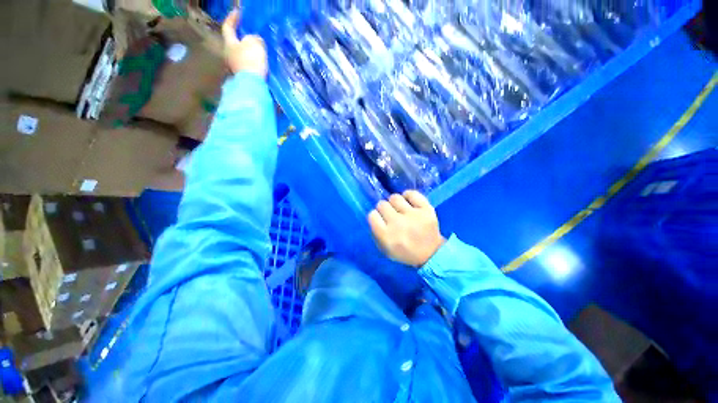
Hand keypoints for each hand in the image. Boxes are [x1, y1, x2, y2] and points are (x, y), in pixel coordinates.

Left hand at [222, 8, 267, 77]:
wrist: (253, 84)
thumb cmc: (251, 60)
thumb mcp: (255, 43)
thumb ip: (254, 38)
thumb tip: (254, 40)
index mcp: (229, 43)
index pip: (228, 27)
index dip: (232, 19)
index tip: (237, 12)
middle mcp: (229, 54)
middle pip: (234, 43)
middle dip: (241, 38)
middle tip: (249, 33)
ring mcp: (235, 67)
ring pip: (241, 55)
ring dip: (248, 52)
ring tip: (257, 50)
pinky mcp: (244, 77)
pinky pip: (248, 65)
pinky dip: (252, 62)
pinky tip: (259, 62)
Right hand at [368, 191, 445, 266]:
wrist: (431, 254)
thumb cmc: (405, 252)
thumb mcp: (385, 249)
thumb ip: (376, 232)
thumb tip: (375, 215)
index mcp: (386, 235)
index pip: (372, 215)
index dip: (375, 216)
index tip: (380, 219)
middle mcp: (398, 223)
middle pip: (382, 204)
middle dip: (384, 209)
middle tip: (391, 214)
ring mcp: (413, 215)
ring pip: (395, 197)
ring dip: (395, 203)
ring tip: (400, 209)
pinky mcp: (426, 209)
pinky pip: (412, 193)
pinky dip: (408, 196)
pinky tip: (409, 202)